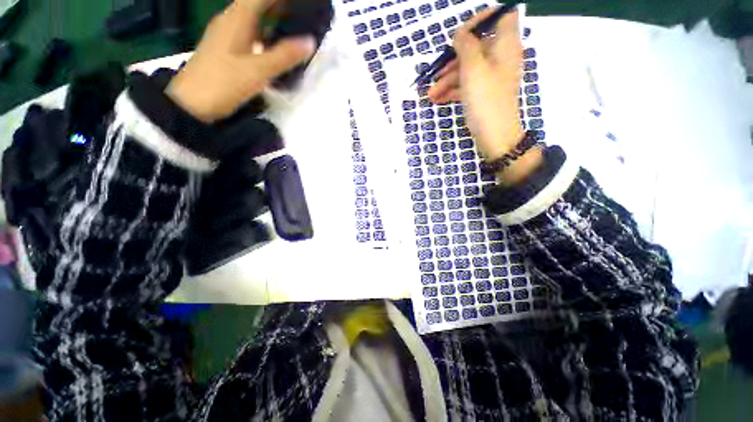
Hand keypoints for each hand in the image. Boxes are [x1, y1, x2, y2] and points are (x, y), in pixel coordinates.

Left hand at [166, 0, 316, 122]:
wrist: (192, 102)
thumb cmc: (223, 82)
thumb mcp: (258, 71)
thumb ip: (284, 55)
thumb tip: (310, 42)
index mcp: (238, 18)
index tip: (304, 4)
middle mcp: (232, 20)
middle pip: (259, 3)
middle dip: (282, 6)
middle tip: (305, 16)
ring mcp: (228, 34)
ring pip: (255, 18)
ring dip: (275, 19)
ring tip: (298, 27)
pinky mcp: (228, 48)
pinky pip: (251, 32)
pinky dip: (266, 34)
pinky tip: (278, 45)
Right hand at [428, 8, 523, 159]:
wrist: (494, 136)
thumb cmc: (486, 99)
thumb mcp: (473, 68)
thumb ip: (466, 45)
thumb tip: (460, 34)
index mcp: (505, 45)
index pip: (501, 16)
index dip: (482, 19)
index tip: (462, 33)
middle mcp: (500, 58)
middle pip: (476, 47)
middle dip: (453, 59)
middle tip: (435, 72)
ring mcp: (492, 78)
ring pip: (468, 69)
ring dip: (447, 80)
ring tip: (430, 95)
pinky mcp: (484, 93)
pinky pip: (467, 85)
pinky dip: (452, 91)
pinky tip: (437, 100)